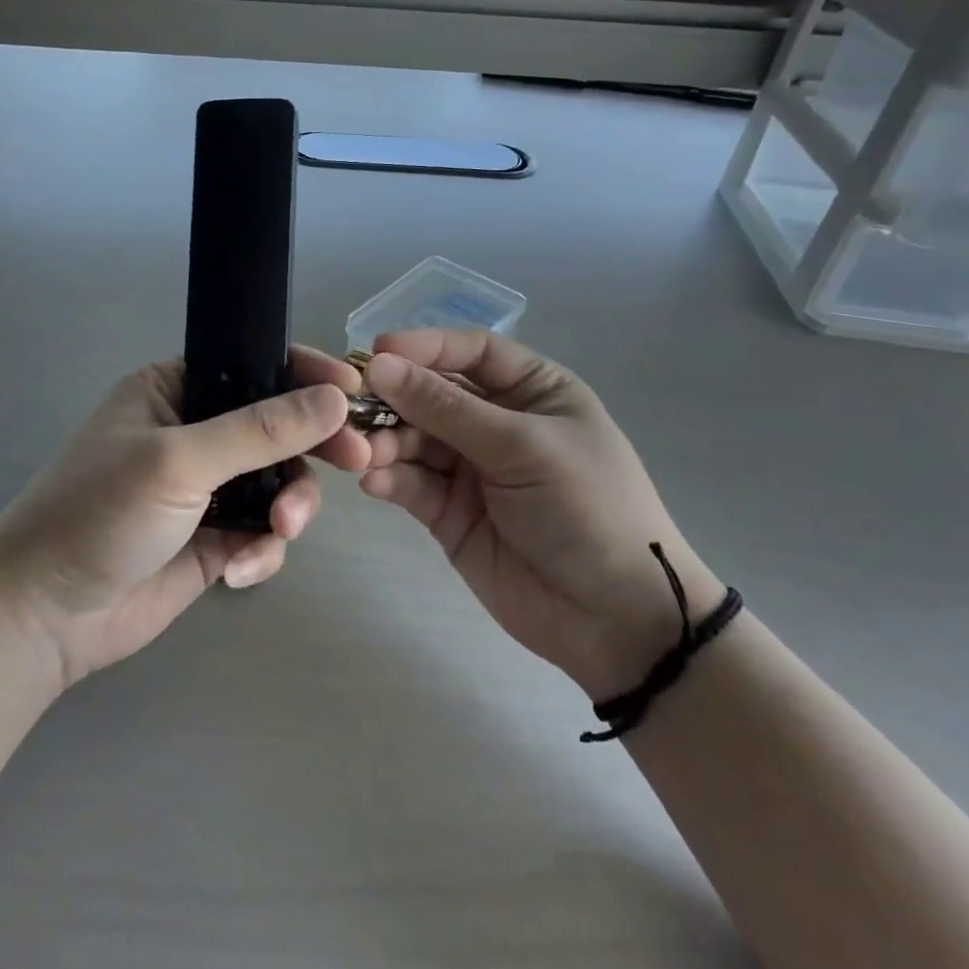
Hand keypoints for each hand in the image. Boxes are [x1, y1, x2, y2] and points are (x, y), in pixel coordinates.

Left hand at [0, 346, 371, 688]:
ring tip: (279, 532)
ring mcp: (204, 489)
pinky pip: (262, 533)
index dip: (306, 375)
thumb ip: (261, 430)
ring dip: (288, 507)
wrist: (44, 616)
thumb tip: (335, 399)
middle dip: (311, 448)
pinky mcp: (212, 539)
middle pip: (276, 427)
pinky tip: (238, 573)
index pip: (254, 366)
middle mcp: (193, 432)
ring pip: (277, 483)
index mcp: (174, 390)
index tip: (354, 393)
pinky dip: (262, 550)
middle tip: (356, 459)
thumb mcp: (180, 460)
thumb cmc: (100, 513)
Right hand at [359, 330, 726, 700]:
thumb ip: (448, 409)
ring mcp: (470, 468)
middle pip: (432, 394)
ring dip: (385, 441)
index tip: (377, 352)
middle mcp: (497, 422)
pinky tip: (374, 482)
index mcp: (533, 392)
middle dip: (394, 399)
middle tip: (353, 409)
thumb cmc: (588, 510)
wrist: (615, 621)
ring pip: (413, 438)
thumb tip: (379, 364)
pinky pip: (410, 482)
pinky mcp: (448, 512)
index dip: (425, 347)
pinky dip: (389, 477)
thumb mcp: (524, 448)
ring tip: (364, 453)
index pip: (471, 352)